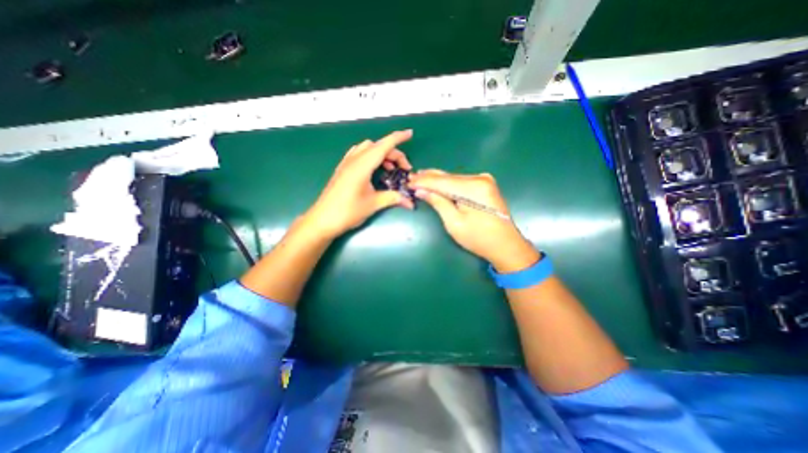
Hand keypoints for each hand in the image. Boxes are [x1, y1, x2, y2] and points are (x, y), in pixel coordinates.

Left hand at [305, 129, 415, 238]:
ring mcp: (346, 164)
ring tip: (389, 168)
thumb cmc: (347, 212)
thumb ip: (393, 198)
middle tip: (403, 169)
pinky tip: (373, 169)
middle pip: (377, 146)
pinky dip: (370, 156)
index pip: (383, 146)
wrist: (322, 220)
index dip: (398, 138)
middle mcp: (354, 160)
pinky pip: (358, 154)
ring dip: (381, 153)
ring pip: (366, 148)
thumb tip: (410, 202)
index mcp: (362, 166)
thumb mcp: (373, 204)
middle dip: (393, 153)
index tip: (410, 133)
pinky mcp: (342, 169)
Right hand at [411, 169, 535, 272]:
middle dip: (428, 178)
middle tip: (411, 178)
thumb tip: (421, 190)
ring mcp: (484, 180)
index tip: (408, 182)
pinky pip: (460, 181)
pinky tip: (437, 182)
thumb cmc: (478, 238)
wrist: (506, 245)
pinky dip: (447, 183)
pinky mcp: (485, 185)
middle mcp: (479, 179)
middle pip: (447, 177)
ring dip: (437, 180)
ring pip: (453, 178)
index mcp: (472, 188)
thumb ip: (438, 202)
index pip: (440, 181)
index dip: (423, 182)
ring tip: (419, 178)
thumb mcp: (454, 223)